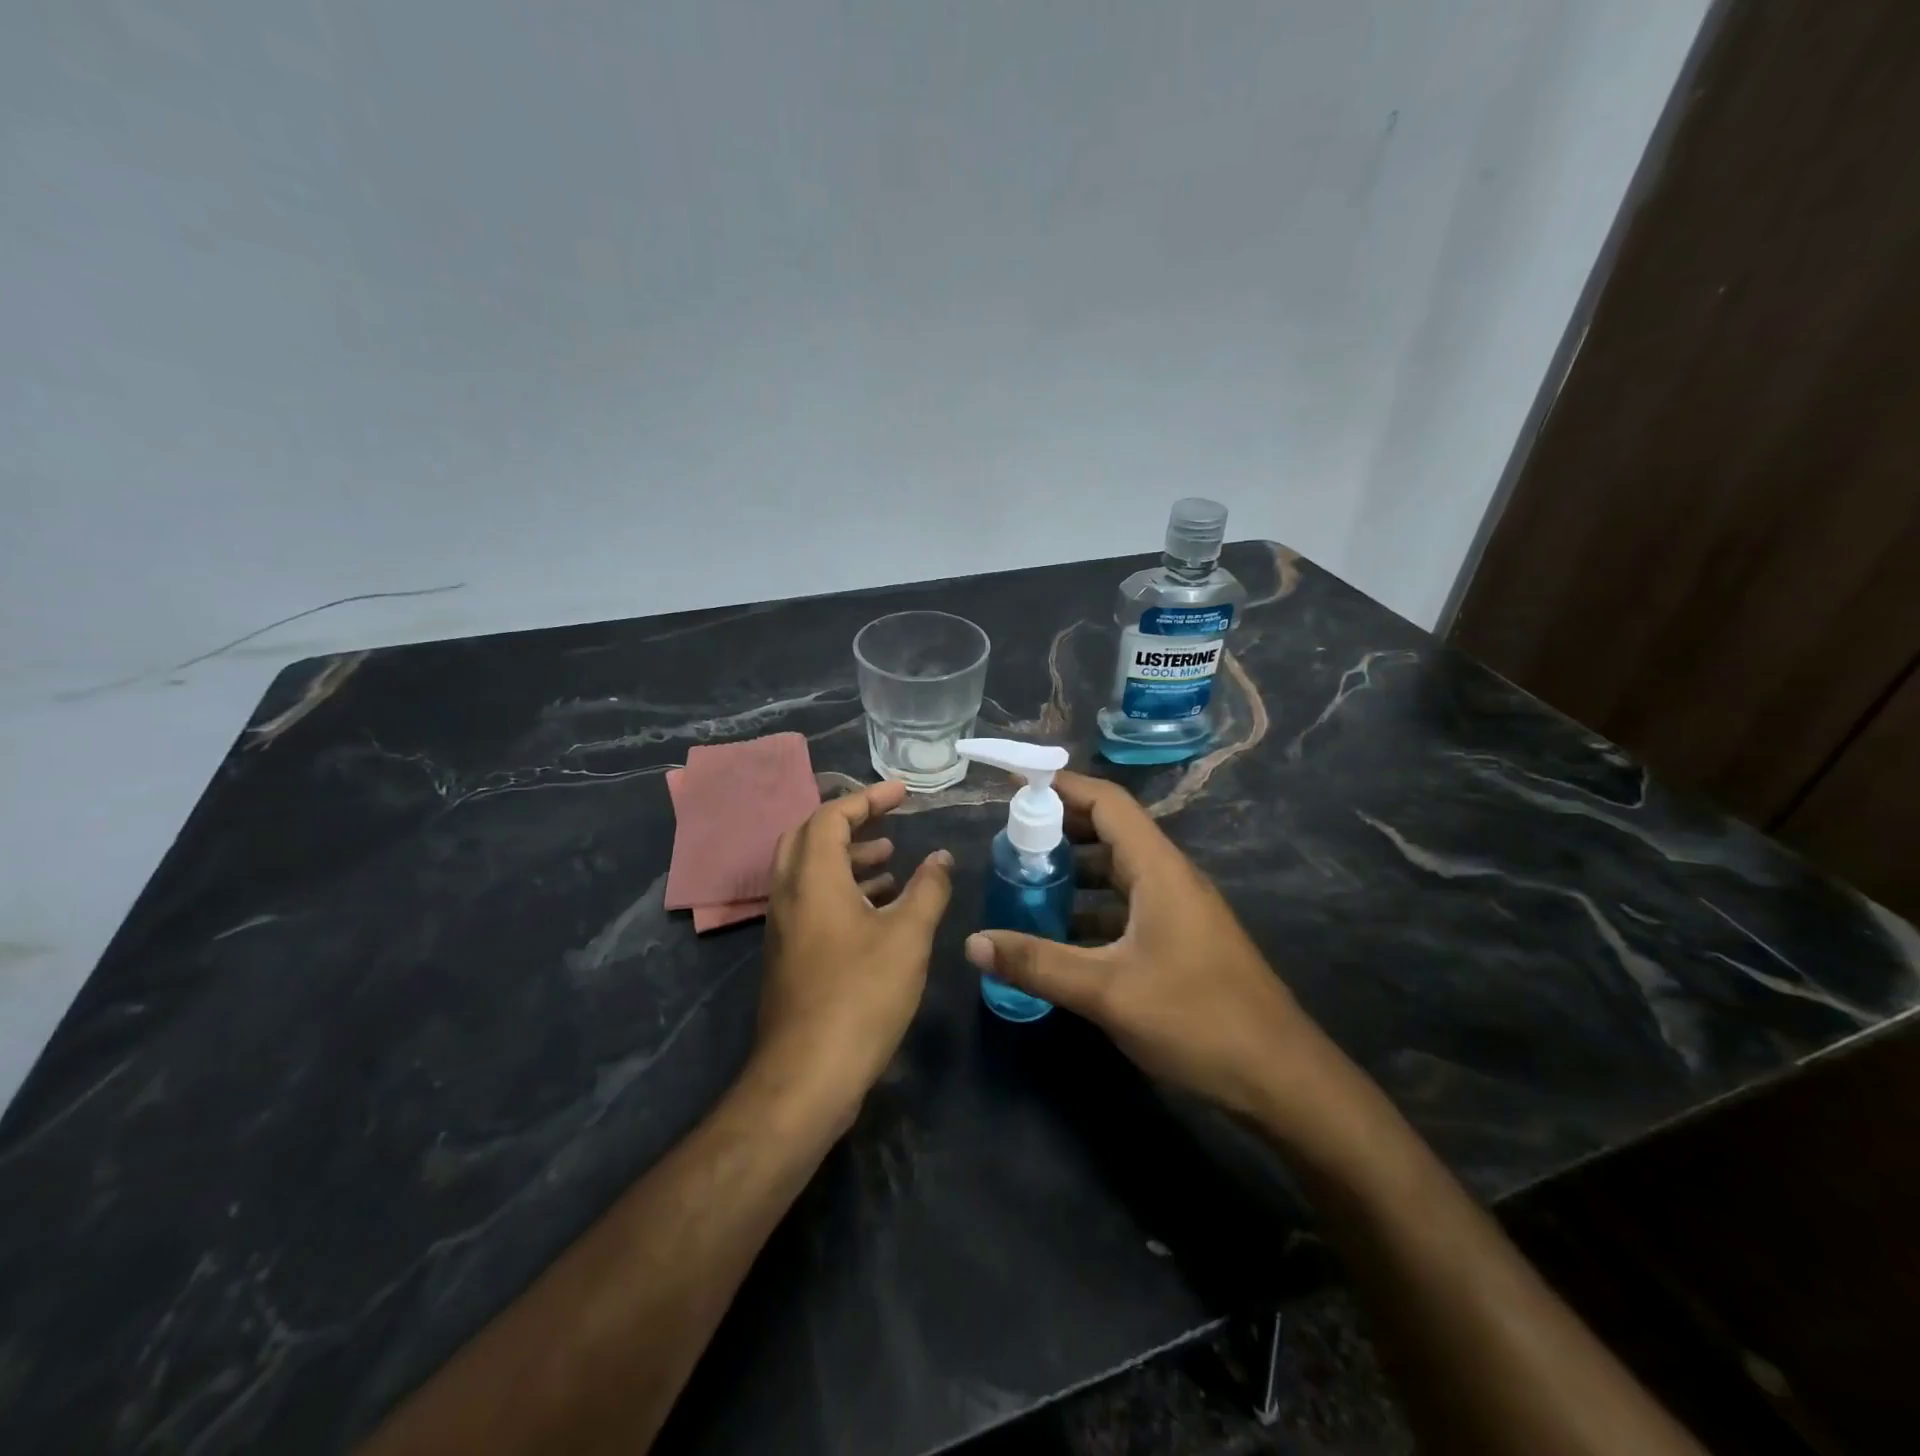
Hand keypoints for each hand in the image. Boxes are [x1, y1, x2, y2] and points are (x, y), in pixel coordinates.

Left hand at [755, 780, 952, 1118]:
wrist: (806, 1075)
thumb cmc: (860, 996)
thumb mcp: (908, 937)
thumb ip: (928, 890)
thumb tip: (941, 858)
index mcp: (812, 878)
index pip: (831, 815)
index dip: (868, 798)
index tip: (903, 793)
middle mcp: (789, 893)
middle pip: (810, 836)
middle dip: (850, 821)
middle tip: (889, 819)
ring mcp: (784, 926)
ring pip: (810, 871)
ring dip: (848, 857)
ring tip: (891, 858)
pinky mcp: (788, 954)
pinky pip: (812, 901)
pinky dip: (842, 889)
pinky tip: (877, 907)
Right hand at [965, 772, 1317, 1119]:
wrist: (1280, 1078)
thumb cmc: (1197, 1019)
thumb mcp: (1108, 991)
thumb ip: (1038, 963)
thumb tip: (973, 942)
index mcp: (1158, 869)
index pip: (1107, 802)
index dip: (1061, 786)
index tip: (1014, 783)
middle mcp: (1169, 878)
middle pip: (1110, 831)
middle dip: (1059, 828)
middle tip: (1008, 839)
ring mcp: (1178, 910)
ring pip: (1117, 871)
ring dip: (1074, 870)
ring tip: (1024, 881)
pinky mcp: (1180, 940)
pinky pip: (1126, 906)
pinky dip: (1090, 908)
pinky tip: (1059, 934)